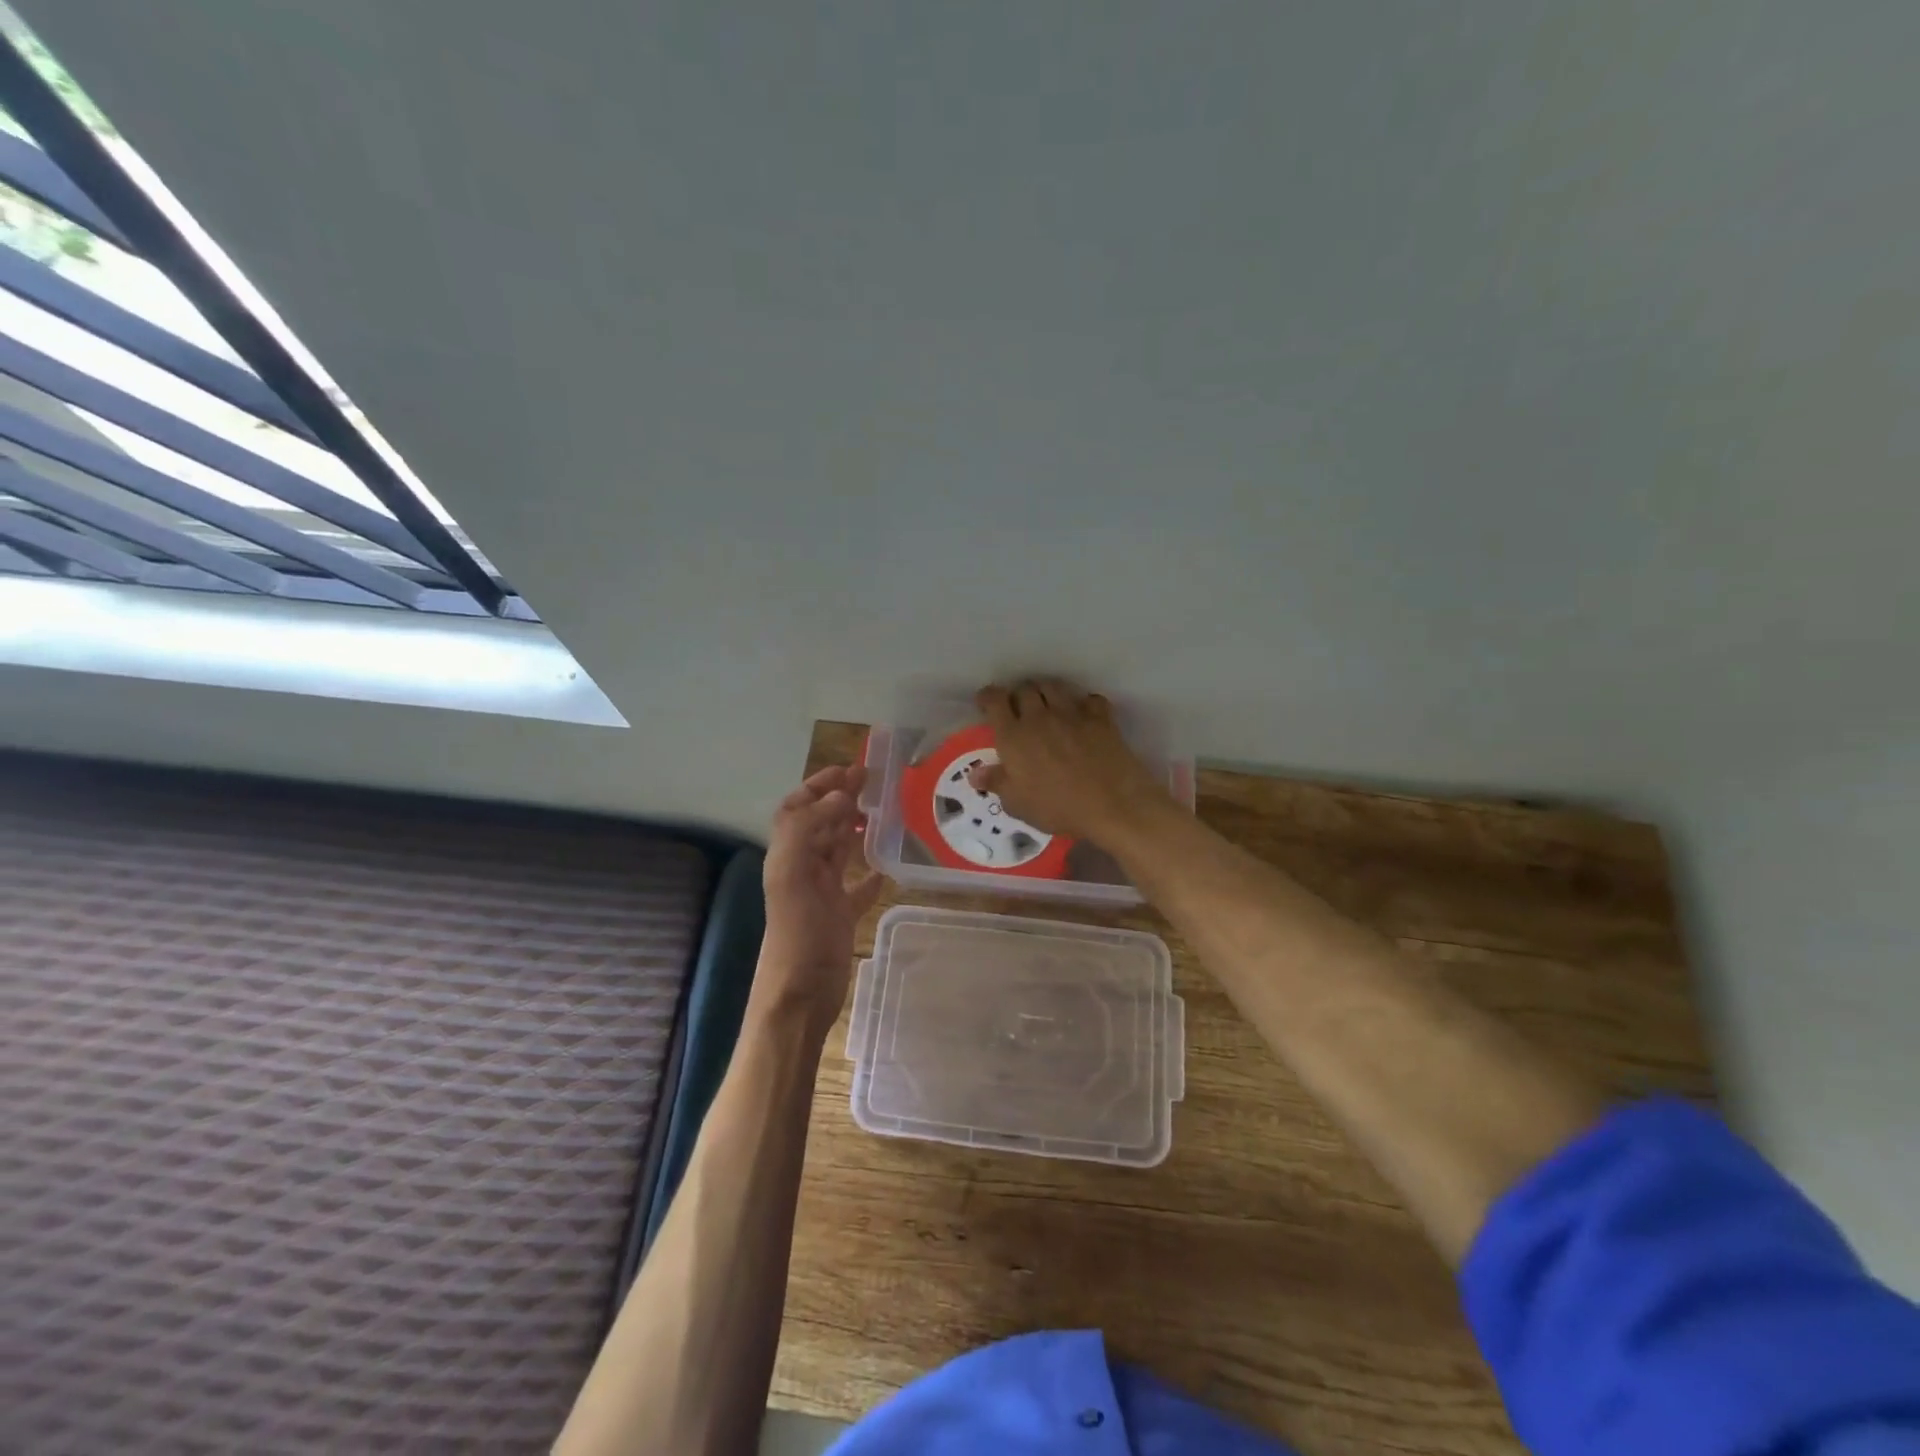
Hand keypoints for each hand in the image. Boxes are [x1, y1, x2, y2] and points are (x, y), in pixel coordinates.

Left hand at [756, 764, 884, 1035]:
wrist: (799, 997)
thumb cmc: (797, 935)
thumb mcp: (793, 877)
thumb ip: (807, 831)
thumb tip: (840, 797)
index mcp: (787, 856)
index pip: (796, 808)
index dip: (817, 786)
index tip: (848, 770)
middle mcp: (802, 869)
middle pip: (819, 824)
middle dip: (840, 798)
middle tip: (872, 780)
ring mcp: (821, 894)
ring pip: (838, 851)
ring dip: (853, 828)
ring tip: (880, 811)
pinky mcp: (840, 917)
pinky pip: (857, 888)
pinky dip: (871, 874)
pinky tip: (887, 868)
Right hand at [971, 679, 1175, 844]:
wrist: (1112, 804)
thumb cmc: (1058, 807)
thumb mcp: (1018, 803)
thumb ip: (996, 783)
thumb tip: (975, 773)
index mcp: (1014, 736)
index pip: (995, 700)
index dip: (988, 697)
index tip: (986, 702)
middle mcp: (1039, 717)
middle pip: (1025, 688)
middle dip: (1018, 694)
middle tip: (1018, 708)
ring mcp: (1072, 713)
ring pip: (1053, 686)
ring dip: (1045, 691)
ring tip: (1046, 704)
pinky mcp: (1100, 717)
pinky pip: (1088, 698)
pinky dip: (1082, 702)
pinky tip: (1082, 714)